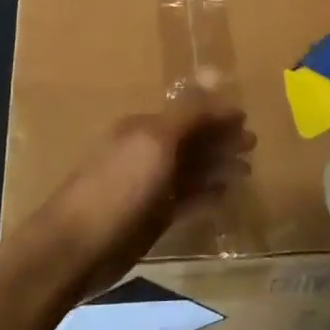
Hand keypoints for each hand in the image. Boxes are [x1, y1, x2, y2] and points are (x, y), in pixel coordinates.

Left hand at [26, 88, 254, 298]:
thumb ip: (187, 114)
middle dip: (221, 141)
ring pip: (190, 171)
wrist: (76, 247)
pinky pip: (186, 200)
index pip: (188, 114)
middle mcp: (147, 153)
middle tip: (253, 145)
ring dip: (217, 168)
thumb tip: (214, 82)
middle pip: (191, 141)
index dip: (217, 115)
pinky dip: (206, 196)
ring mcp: (149, 187)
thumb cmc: (118, 187)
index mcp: (144, 128)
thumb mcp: (154, 143)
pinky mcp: (151, 218)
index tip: (247, 120)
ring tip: (247, 171)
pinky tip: (226, 197)